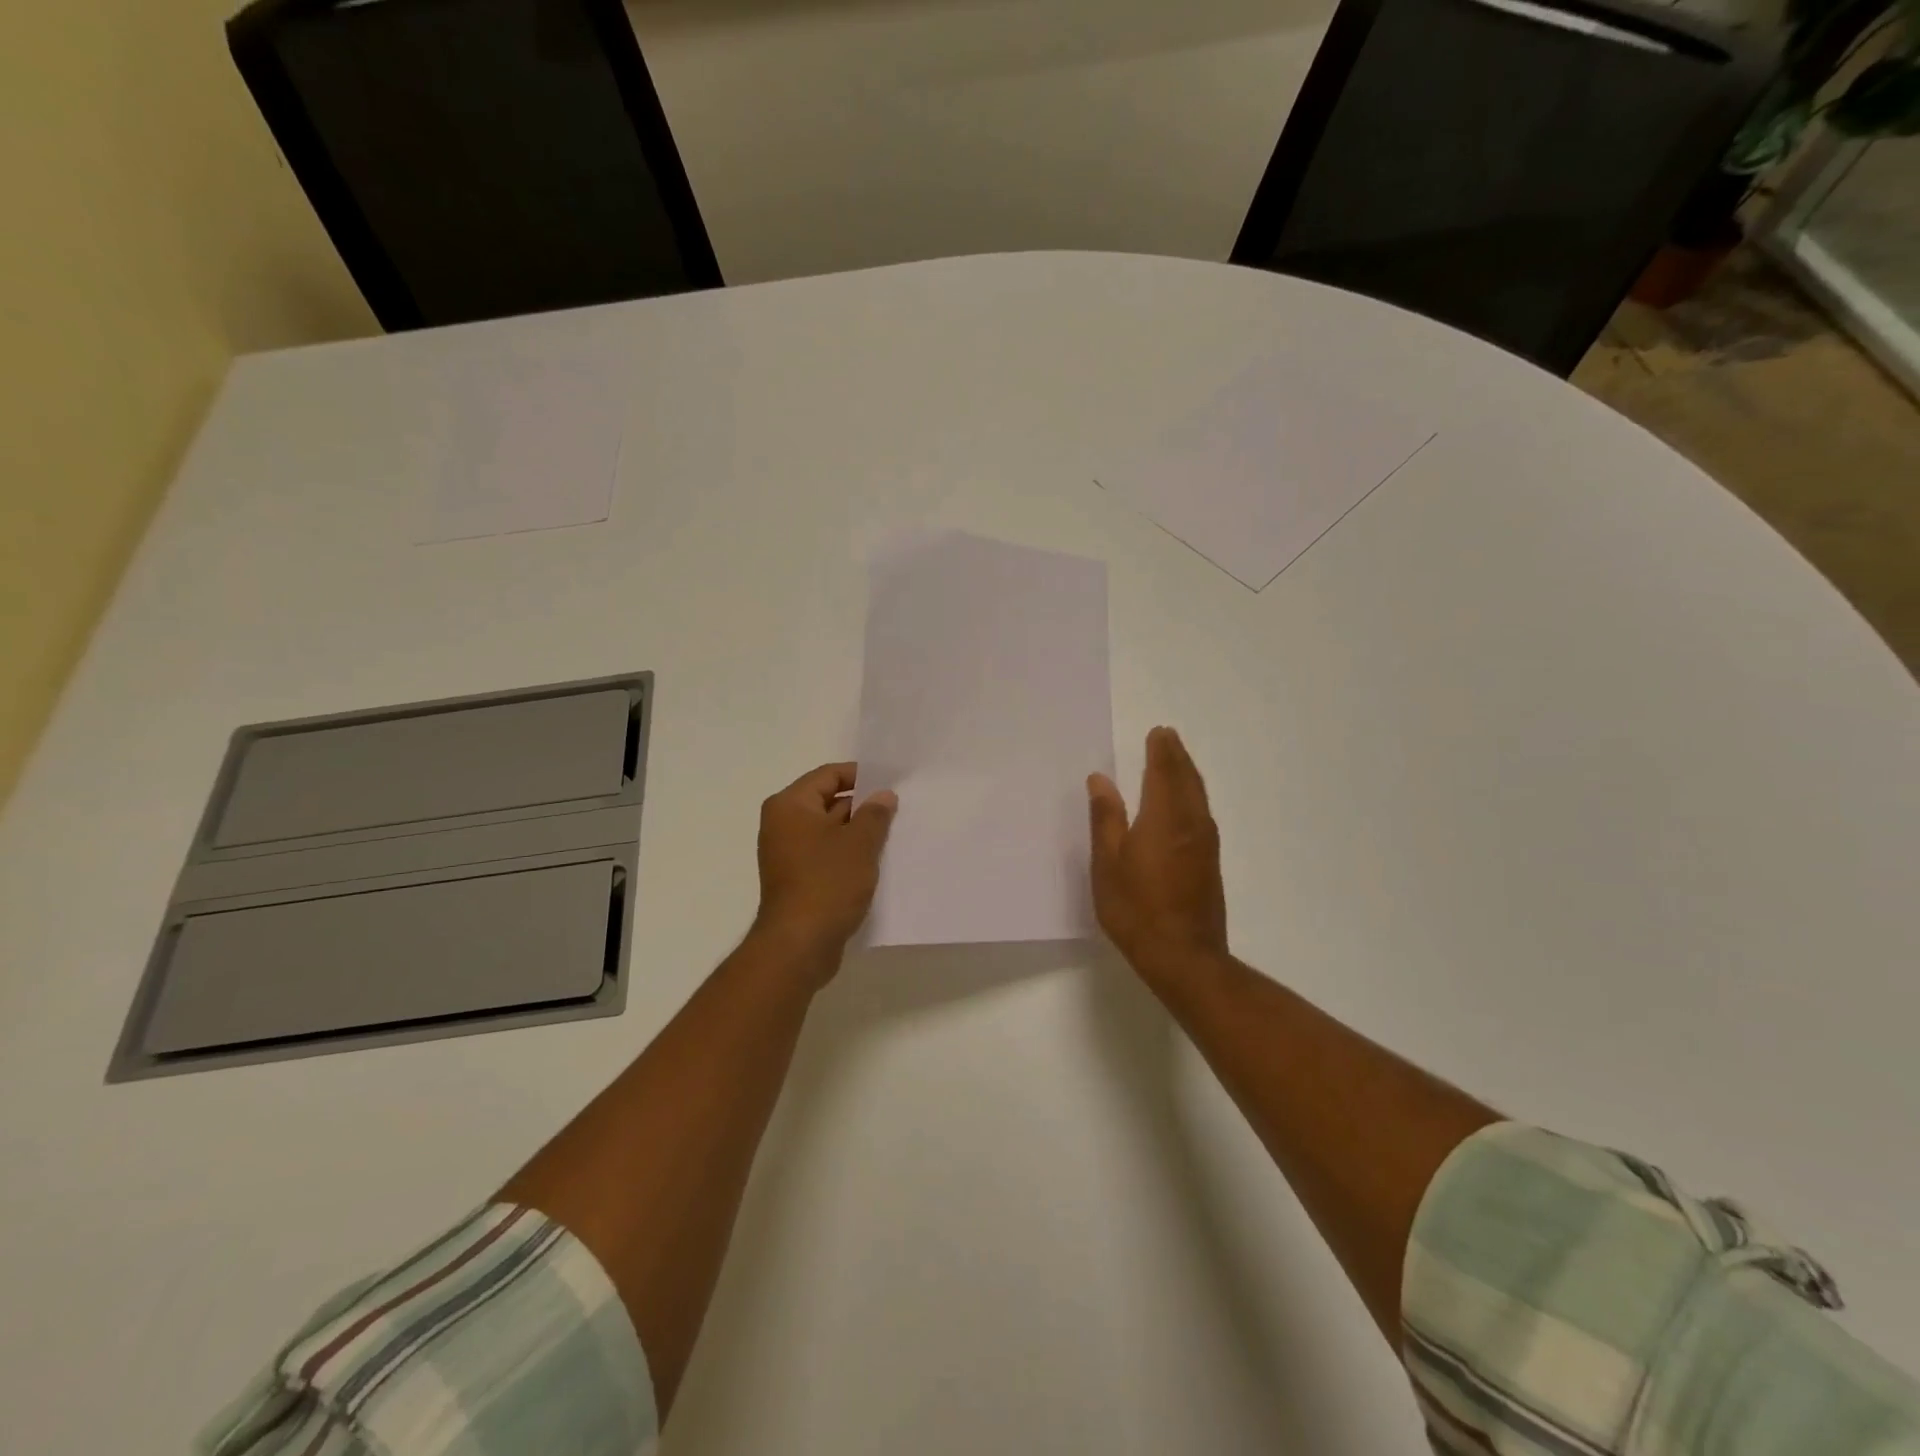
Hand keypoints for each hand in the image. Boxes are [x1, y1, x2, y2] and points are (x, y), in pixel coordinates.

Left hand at [754, 762, 897, 963]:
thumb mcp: (859, 843)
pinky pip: (827, 855)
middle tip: (899, 809)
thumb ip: (874, 814)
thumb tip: (883, 796)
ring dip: (858, 833)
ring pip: (830, 831)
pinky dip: (849, 855)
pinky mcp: (798, 879)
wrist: (799, 945)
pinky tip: (877, 861)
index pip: (828, 775)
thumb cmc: (827, 882)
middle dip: (863, 806)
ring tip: (893, 834)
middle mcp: (783, 825)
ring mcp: (788, 854)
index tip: (891, 782)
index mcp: (790, 806)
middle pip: (828, 802)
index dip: (861, 775)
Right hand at [1088, 727, 1227, 981]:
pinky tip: (1184, 802)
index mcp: (1163, 817)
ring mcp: (1205, 843)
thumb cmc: (1136, 909)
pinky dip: (1192, 795)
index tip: (1158, 732)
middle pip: (1187, 779)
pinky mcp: (1210, 861)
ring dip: (1187, 774)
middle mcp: (1190, 823)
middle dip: (1177, 756)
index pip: (1164, 772)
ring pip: (1198, 796)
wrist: (1184, 957)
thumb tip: (1101, 779)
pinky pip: (1201, 812)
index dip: (1161, 751)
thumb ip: (1106, 818)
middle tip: (1167, 737)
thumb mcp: (1108, 864)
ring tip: (1175, 761)